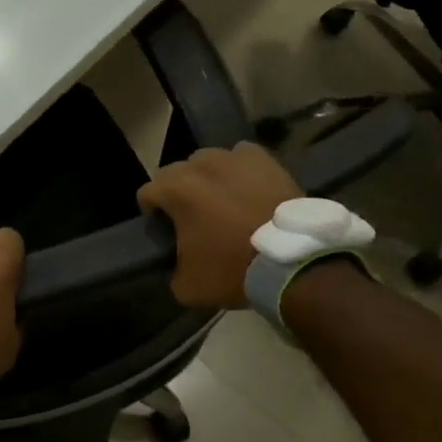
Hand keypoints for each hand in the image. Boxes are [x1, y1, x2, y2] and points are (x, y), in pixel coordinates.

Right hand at [137, 143, 301, 309]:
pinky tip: (247, 188)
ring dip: (208, 178)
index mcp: (175, 190)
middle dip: (179, 192)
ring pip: (208, 161)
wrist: (294, 262)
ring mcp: (233, 158)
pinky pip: (241, 156)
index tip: (165, 230)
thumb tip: (177, 264)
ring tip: (223, 201)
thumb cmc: (234, 270)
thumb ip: (172, 269)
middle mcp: (200, 165)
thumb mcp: (189, 285)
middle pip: (176, 173)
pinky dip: (239, 169)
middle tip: (194, 218)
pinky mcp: (264, 159)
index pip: (146, 193)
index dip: (152, 212)